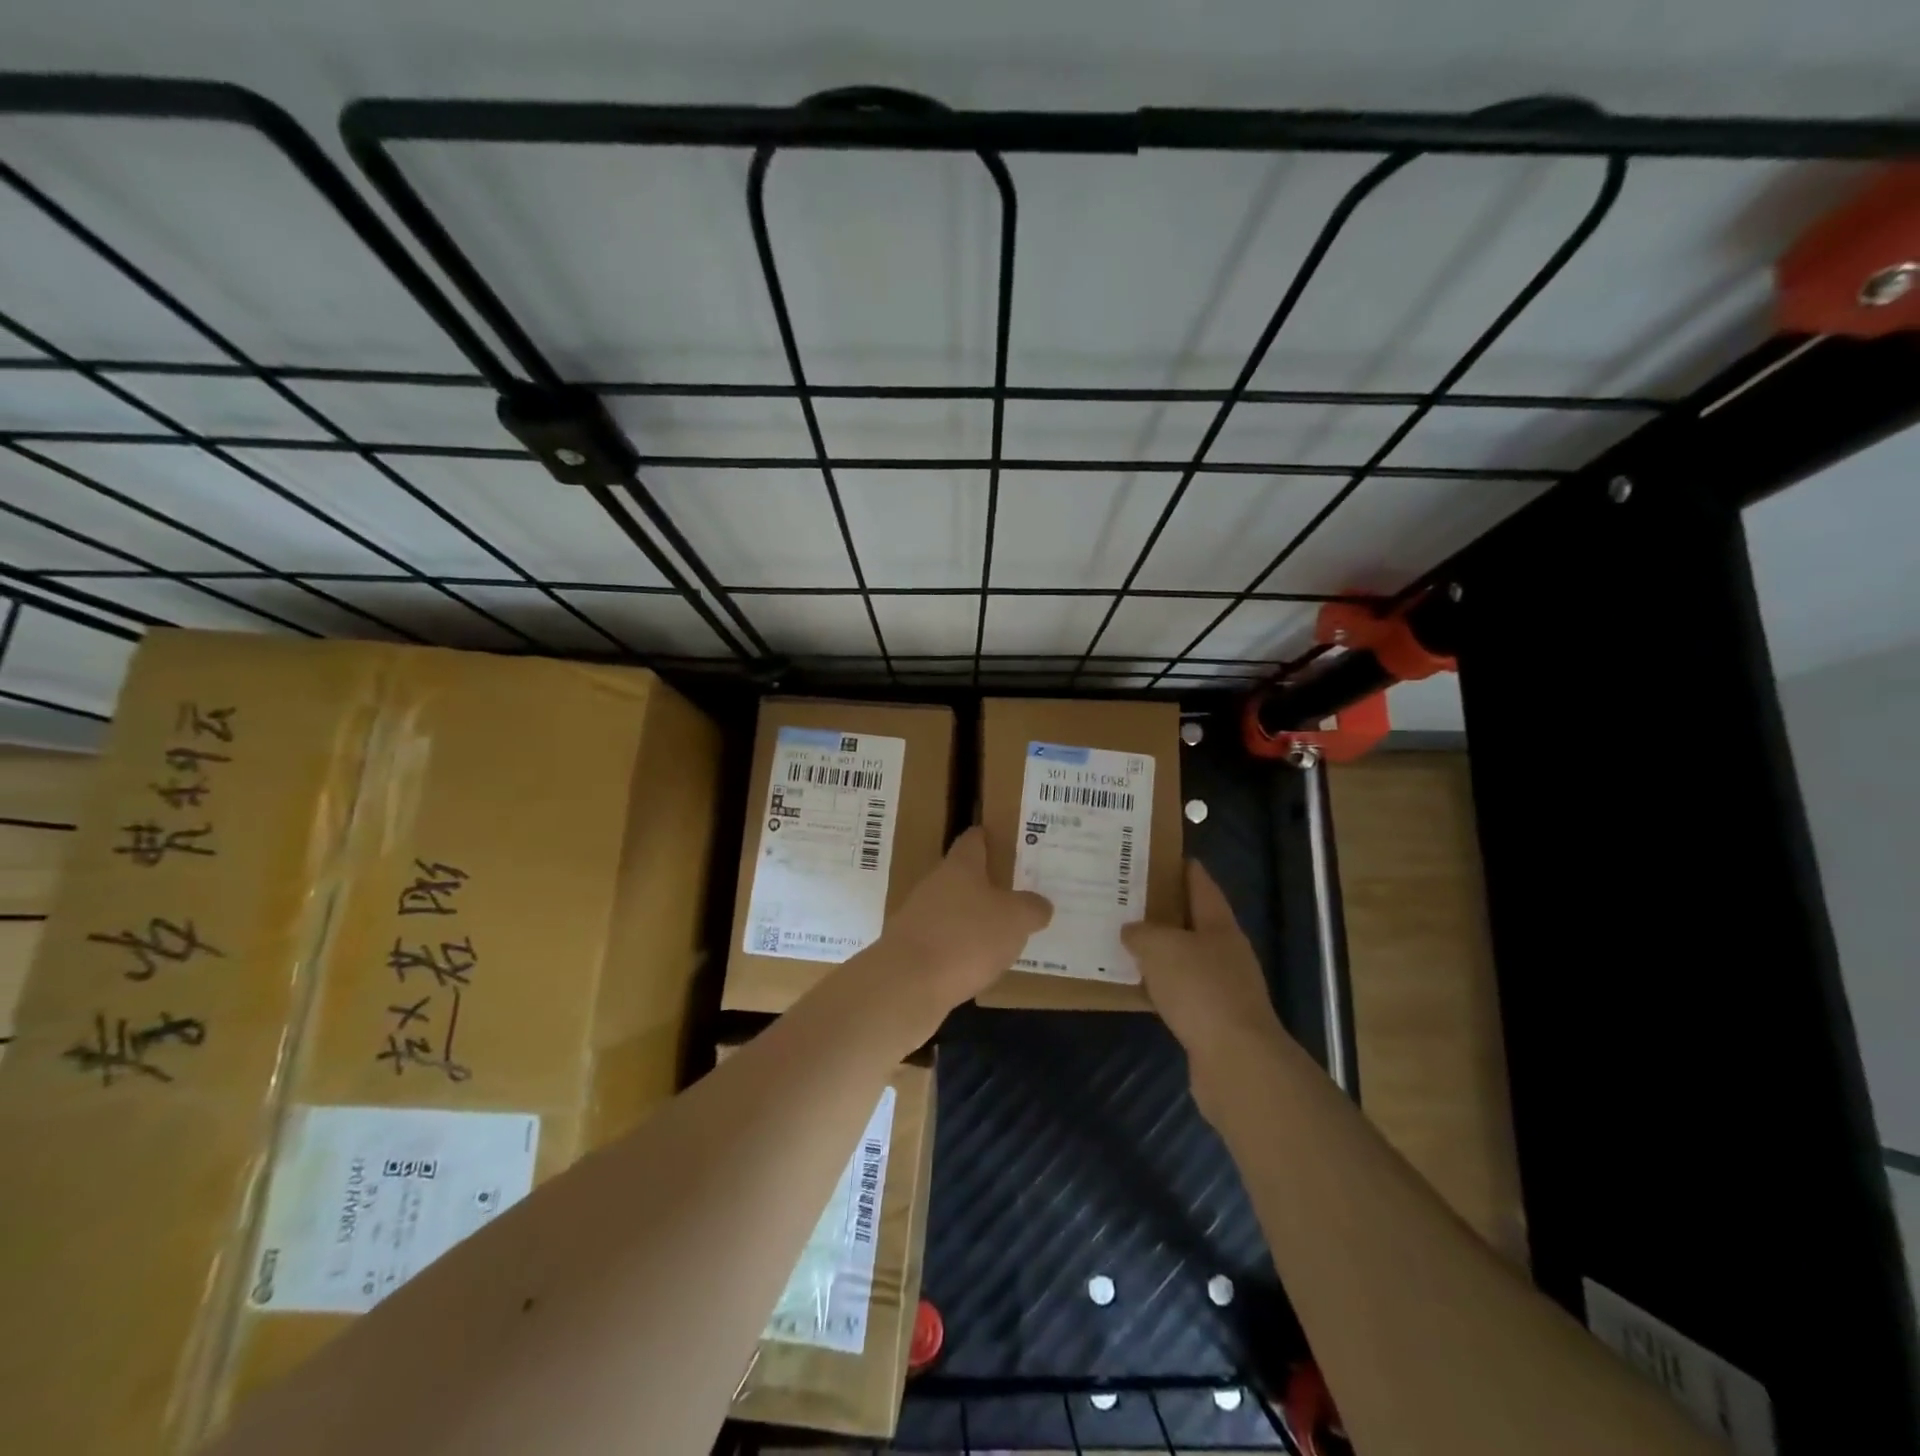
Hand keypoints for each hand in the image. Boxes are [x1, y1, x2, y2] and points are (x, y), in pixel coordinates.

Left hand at [873, 827, 1050, 1034]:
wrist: (908, 984)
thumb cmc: (966, 937)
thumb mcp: (1015, 919)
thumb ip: (1031, 908)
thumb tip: (1040, 904)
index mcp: (960, 866)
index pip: (974, 839)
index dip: (991, 837)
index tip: (1009, 841)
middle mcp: (935, 884)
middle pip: (963, 876)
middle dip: (988, 884)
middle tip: (1019, 893)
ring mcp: (918, 917)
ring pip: (953, 910)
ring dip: (974, 919)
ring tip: (1005, 933)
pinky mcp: (911, 949)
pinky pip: (944, 941)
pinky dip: (961, 948)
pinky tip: (980, 964)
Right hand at [1123, 861, 1288, 1106]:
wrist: (1236, 1061)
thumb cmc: (1201, 990)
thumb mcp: (1161, 948)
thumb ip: (1142, 933)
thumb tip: (1132, 931)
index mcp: (1220, 926)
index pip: (1202, 885)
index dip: (1184, 869)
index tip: (1160, 855)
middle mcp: (1226, 952)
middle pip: (1194, 922)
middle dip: (1165, 910)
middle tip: (1130, 898)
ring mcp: (1224, 988)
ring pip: (1186, 958)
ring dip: (1162, 951)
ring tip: (1128, 940)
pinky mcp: (1214, 1020)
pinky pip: (1182, 992)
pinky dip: (1162, 985)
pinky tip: (1139, 986)